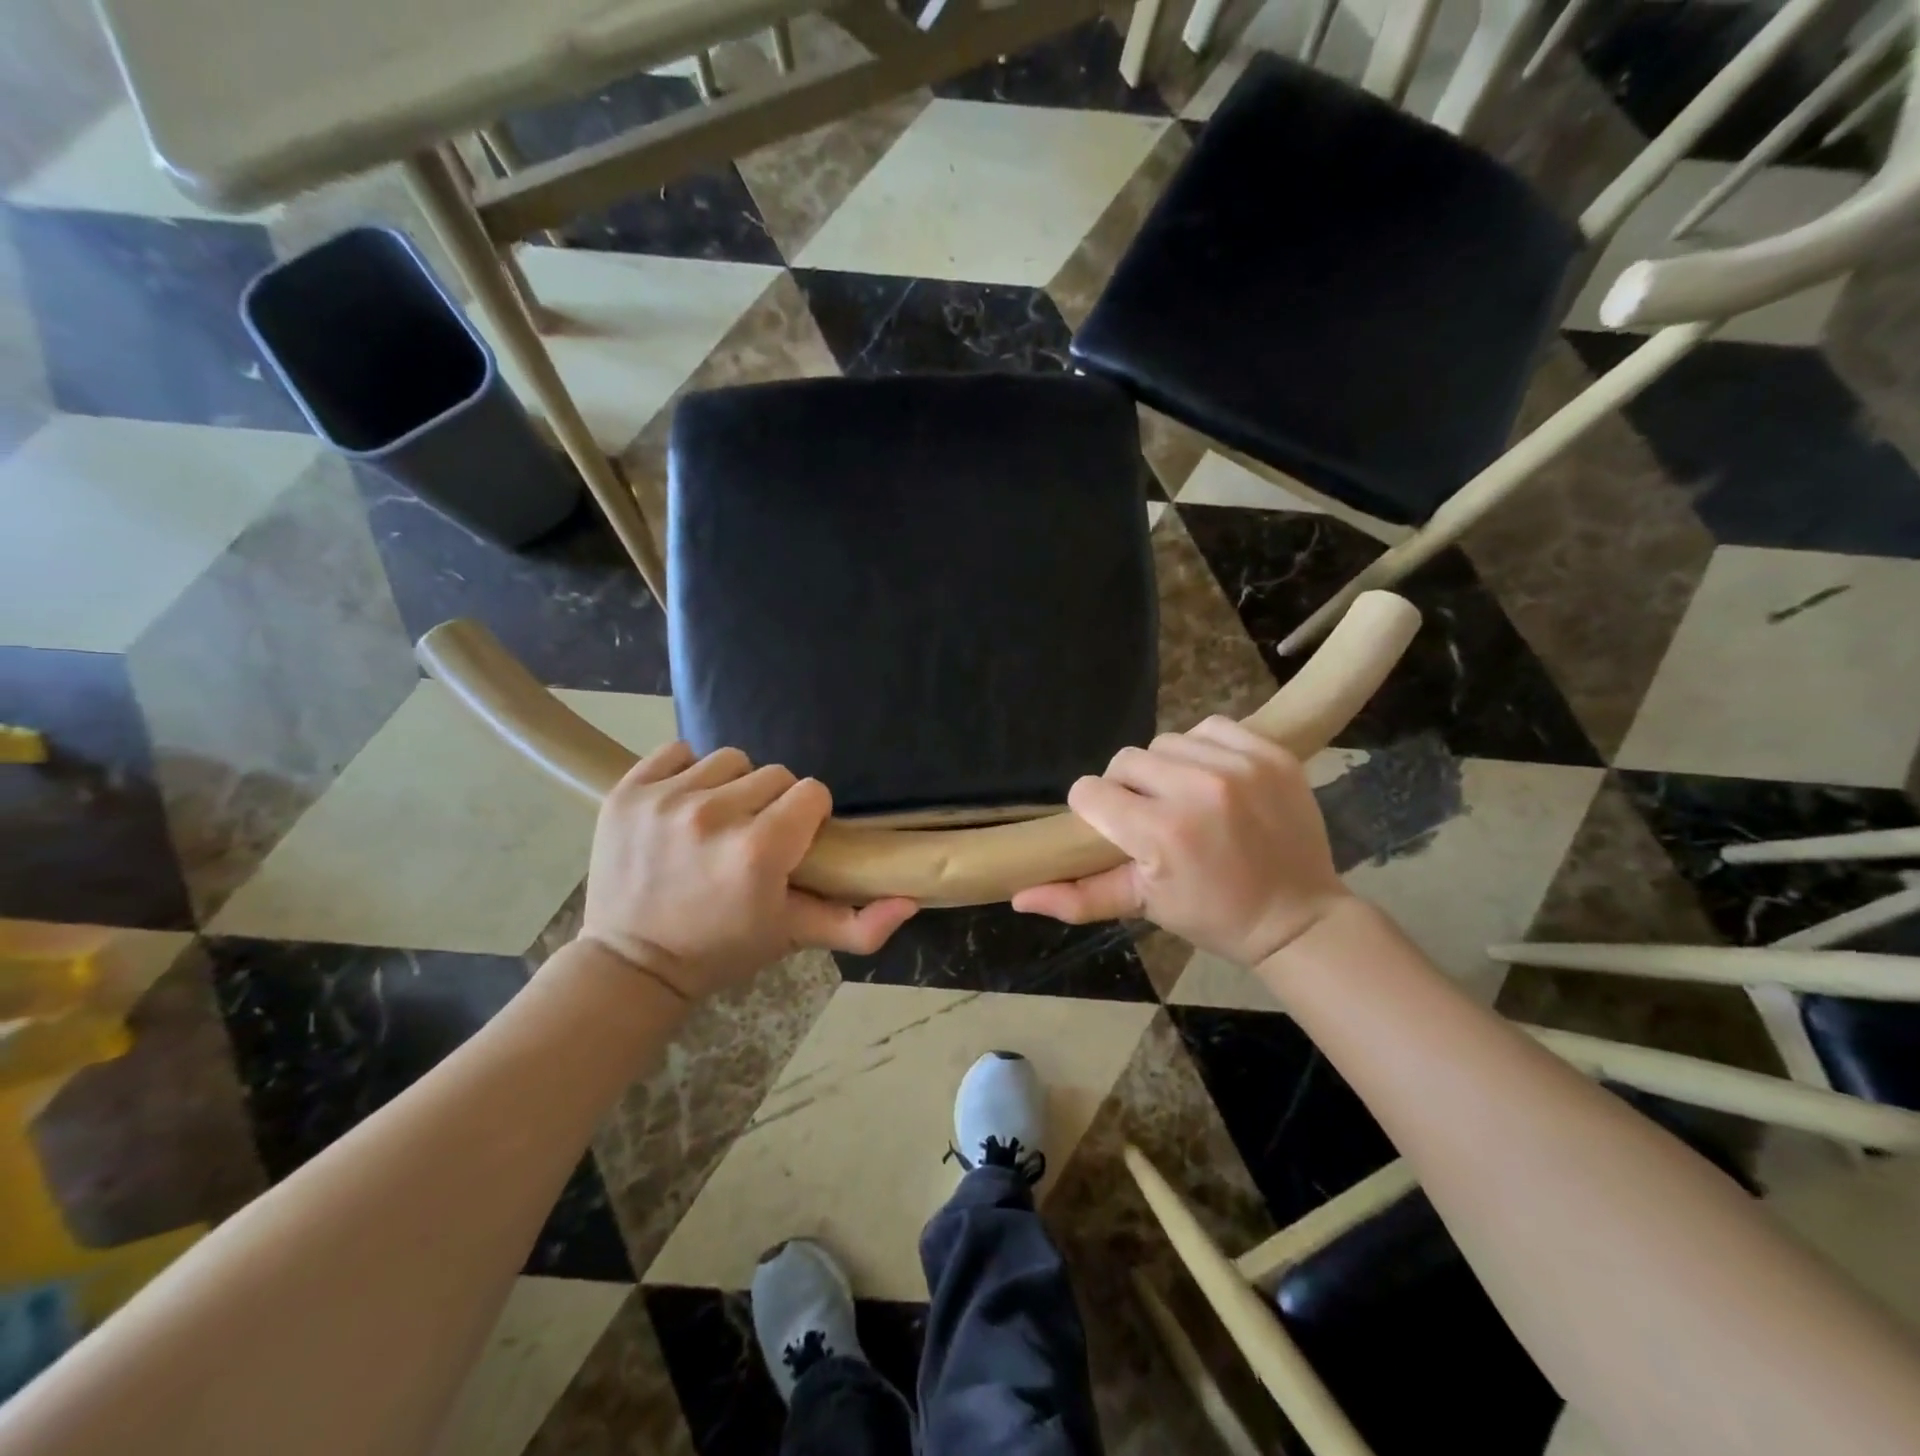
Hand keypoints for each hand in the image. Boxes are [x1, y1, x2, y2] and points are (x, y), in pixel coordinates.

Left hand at [579, 743, 916, 1000]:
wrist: (631, 963)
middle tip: (756, 838)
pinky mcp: (629, 791)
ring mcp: (666, 799)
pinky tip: (685, 807)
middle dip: (774, 804)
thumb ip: (857, 924)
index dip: (809, 817)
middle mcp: (713, 815)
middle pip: (774, 775)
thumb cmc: (721, 949)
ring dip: (733, 788)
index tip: (794, 842)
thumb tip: (911, 901)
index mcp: (759, 851)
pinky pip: (679, 753)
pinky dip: (687, 774)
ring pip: (730, 760)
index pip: (811, 793)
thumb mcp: (792, 937)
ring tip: (720, 823)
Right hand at [1013, 716, 1352, 966]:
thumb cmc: (1213, 915)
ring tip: (1184, 798)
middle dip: (1128, 789)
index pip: (1090, 792)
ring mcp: (1238, 765)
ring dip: (1165, 767)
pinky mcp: (1269, 752)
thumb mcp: (1144, 907)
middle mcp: (1197, 789)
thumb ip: (1079, 897)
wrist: (1298, 915)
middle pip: (1124, 761)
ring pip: (1164, 741)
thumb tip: (1018, 896)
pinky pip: (1210, 727)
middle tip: (1151, 818)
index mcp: (1161, 833)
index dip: (1094, 811)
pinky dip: (1203, 748)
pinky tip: (1213, 778)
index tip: (1115, 830)